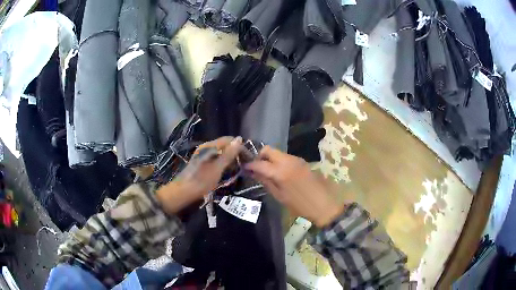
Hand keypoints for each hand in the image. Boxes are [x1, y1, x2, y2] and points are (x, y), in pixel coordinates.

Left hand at [156, 136, 242, 213]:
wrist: (183, 192)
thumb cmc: (201, 180)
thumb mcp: (218, 168)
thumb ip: (229, 154)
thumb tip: (239, 139)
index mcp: (210, 146)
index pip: (230, 140)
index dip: (240, 147)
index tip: (249, 158)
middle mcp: (206, 147)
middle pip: (225, 145)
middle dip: (236, 153)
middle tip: (245, 165)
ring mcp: (203, 154)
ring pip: (221, 152)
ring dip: (230, 159)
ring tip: (238, 168)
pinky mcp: (202, 162)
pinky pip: (216, 158)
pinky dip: (223, 163)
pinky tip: (227, 171)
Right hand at [245, 146, 343, 227]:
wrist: (324, 204)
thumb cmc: (300, 205)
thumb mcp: (280, 196)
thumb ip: (266, 182)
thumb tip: (254, 173)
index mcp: (280, 171)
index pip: (259, 163)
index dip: (250, 165)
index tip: (244, 168)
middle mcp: (288, 160)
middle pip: (268, 150)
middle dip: (259, 156)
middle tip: (256, 168)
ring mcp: (296, 159)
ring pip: (277, 153)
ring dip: (270, 159)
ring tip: (267, 171)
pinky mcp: (302, 162)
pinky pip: (286, 157)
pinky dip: (279, 161)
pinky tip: (279, 172)